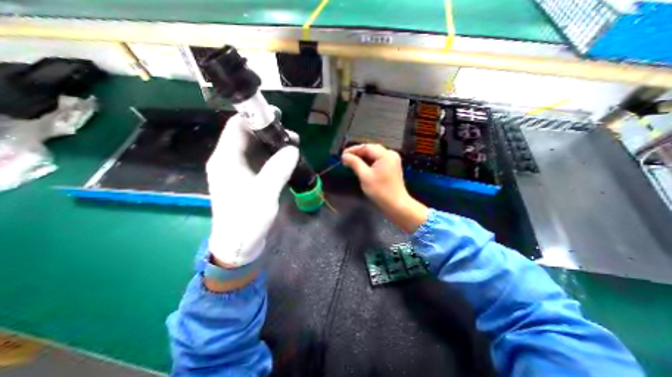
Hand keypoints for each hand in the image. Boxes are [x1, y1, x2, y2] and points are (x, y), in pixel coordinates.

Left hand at [207, 113, 296, 267]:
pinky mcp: (247, 179)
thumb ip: (278, 169)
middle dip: (269, 133)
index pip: (237, 127)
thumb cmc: (247, 219)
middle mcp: (229, 161)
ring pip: (255, 149)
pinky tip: (286, 160)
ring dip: (273, 146)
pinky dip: (273, 157)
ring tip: (293, 147)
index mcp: (226, 159)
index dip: (255, 118)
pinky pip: (260, 161)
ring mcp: (238, 170)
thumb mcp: (264, 193)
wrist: (239, 244)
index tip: (279, 118)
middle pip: (247, 136)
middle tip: (292, 137)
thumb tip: (292, 149)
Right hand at [344, 143, 427, 232]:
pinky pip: (379, 160)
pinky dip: (369, 161)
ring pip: (374, 154)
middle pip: (371, 149)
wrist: (396, 205)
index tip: (342, 155)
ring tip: (352, 162)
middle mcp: (390, 154)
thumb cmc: (380, 191)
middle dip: (358, 153)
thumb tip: (344, 156)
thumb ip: (355, 163)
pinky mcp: (392, 166)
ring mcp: (392, 160)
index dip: (353, 150)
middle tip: (346, 159)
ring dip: (363, 157)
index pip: (366, 147)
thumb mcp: (365, 176)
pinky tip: (362, 166)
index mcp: (385, 155)